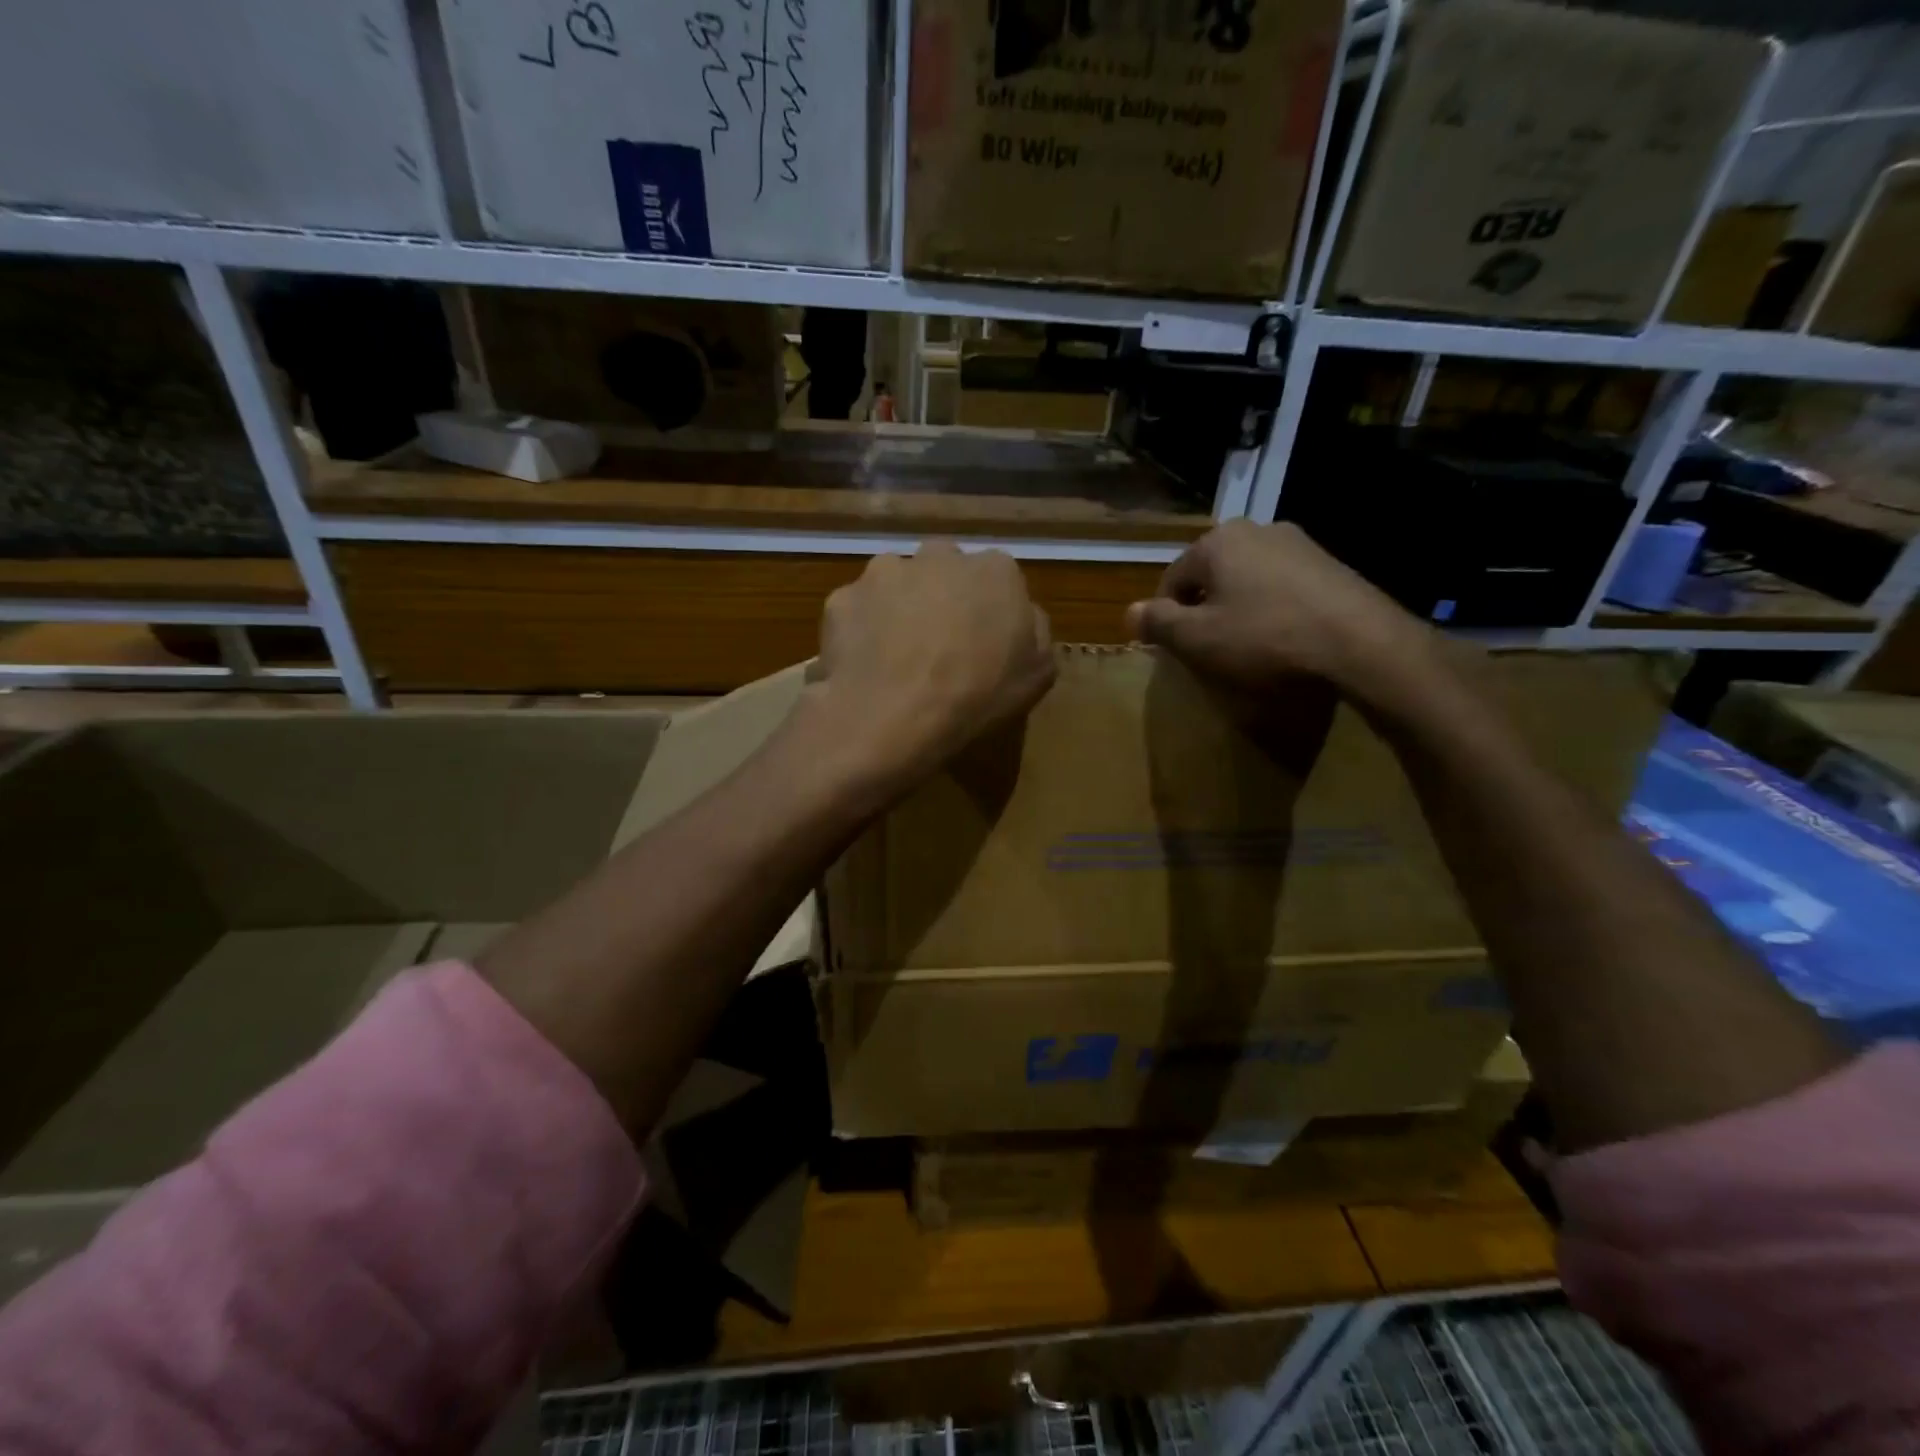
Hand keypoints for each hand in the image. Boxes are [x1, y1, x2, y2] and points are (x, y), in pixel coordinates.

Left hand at [809, 542, 1055, 795]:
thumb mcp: (1037, 675)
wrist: (893, 716)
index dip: (989, 610)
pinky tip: (864, 664)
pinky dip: (860, 629)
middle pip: (944, 569)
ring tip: (895, 655)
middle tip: (938, 644)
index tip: (983, 642)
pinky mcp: (842, 596)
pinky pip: (857, 610)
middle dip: (942, 596)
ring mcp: (885, 571)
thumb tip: (1022, 615)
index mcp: (995, 570)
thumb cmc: (977, 696)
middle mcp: (939, 555)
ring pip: (895, 582)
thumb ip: (1035, 632)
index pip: (998, 578)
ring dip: (898, 606)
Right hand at [1125, 521, 1429, 701]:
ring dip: (1239, 610)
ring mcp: (1299, 544)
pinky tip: (1284, 640)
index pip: (1172, 580)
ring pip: (1248, 580)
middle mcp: (1256, 530)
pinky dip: (1273, 611)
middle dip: (1204, 610)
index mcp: (1217, 542)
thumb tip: (1127, 612)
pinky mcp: (1331, 565)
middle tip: (1210, 650)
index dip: (1166, 619)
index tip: (1176, 651)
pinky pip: (1283, 587)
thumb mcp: (1197, 639)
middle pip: (1211, 576)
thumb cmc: (1264, 639)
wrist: (1361, 643)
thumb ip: (1157, 623)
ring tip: (1248, 648)